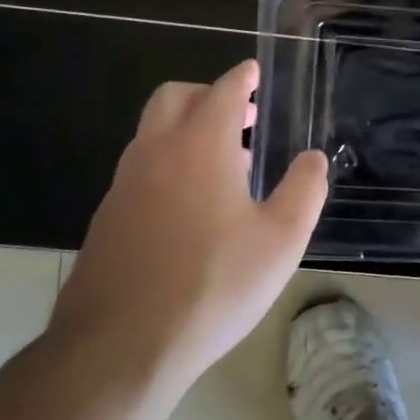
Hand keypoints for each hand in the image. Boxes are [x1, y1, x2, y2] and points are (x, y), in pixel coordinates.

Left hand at [47, 60, 327, 419]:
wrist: (120, 347)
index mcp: (201, 146)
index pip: (222, 91)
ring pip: (153, 134)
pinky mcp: (106, 218)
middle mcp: (155, 152)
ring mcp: (124, 185)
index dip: (241, 78)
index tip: (253, 73)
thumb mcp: (281, 240)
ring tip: (225, 166)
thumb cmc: (214, 285)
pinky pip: (141, 169)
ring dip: (187, 131)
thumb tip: (312, 158)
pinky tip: (190, 209)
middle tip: (241, 116)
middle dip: (207, 95)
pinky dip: (168, 165)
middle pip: (174, 98)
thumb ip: (304, 190)